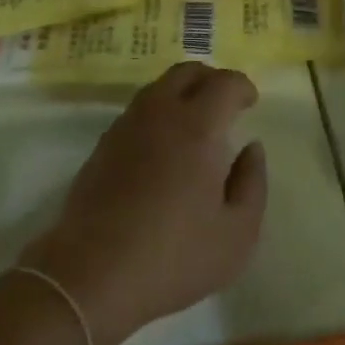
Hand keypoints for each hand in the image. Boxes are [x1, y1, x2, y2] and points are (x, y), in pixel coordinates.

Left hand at [19, 62, 268, 344]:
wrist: (92, 273)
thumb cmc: (174, 256)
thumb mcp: (236, 234)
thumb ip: (252, 183)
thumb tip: (251, 148)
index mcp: (198, 126)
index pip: (224, 83)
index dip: (242, 86)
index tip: (251, 102)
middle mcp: (160, 112)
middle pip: (187, 71)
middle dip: (212, 78)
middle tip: (225, 103)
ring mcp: (127, 125)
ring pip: (159, 87)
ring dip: (183, 92)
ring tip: (196, 122)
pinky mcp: (104, 143)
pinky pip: (139, 110)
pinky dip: (159, 112)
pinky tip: (163, 145)